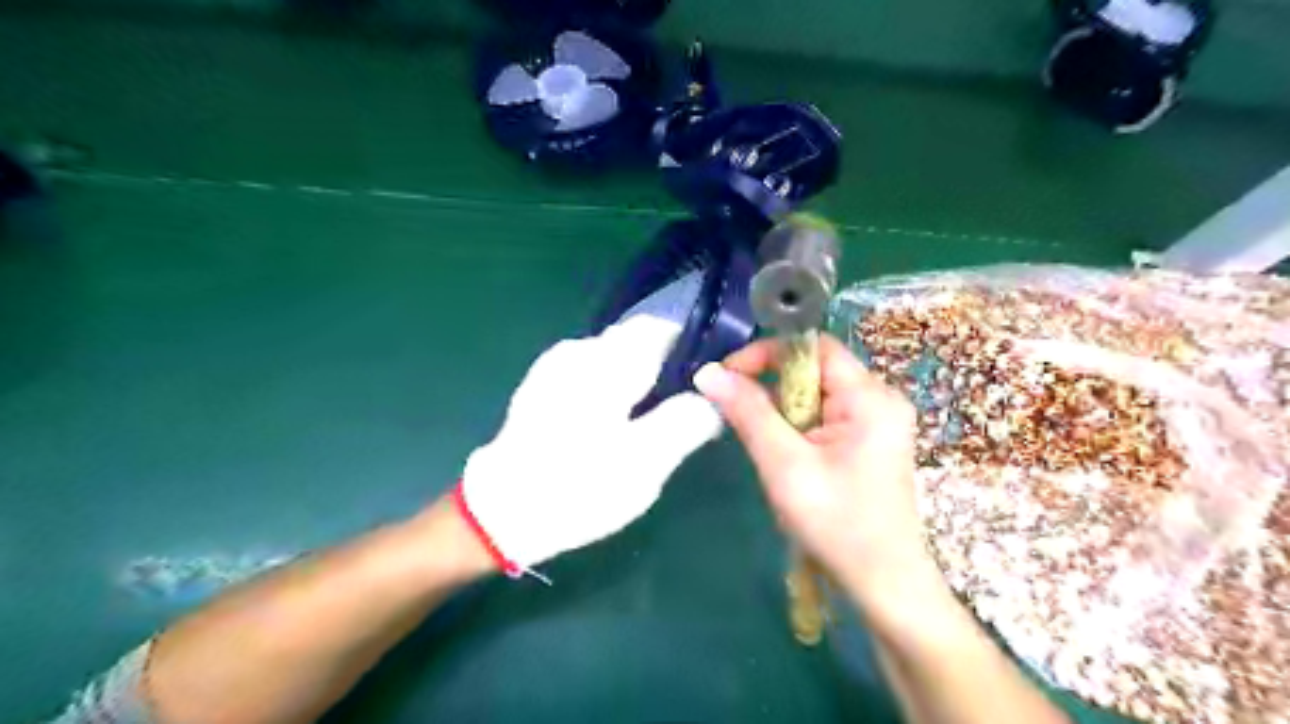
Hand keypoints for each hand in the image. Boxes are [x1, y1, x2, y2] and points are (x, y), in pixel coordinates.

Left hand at [465, 319, 723, 574]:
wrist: (499, 514)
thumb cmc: (578, 487)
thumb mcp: (645, 463)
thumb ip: (686, 422)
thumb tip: (712, 398)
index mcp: (607, 362)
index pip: (661, 329)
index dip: (690, 349)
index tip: (706, 382)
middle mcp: (580, 351)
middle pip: (636, 342)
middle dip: (663, 369)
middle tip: (678, 414)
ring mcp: (555, 367)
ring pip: (614, 359)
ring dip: (637, 382)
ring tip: (644, 426)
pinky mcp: (541, 386)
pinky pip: (592, 374)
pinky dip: (612, 390)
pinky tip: (609, 428)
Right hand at [696, 335, 937, 606]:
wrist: (884, 585)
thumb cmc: (837, 525)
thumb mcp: (785, 465)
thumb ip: (748, 413)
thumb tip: (708, 373)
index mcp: (871, 398)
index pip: (813, 347)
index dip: (768, 353)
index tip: (728, 376)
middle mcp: (880, 398)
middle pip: (815, 368)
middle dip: (771, 385)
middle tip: (738, 411)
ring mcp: (878, 420)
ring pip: (816, 392)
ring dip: (781, 408)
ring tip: (762, 440)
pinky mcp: (870, 439)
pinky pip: (824, 413)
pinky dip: (796, 424)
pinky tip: (785, 452)